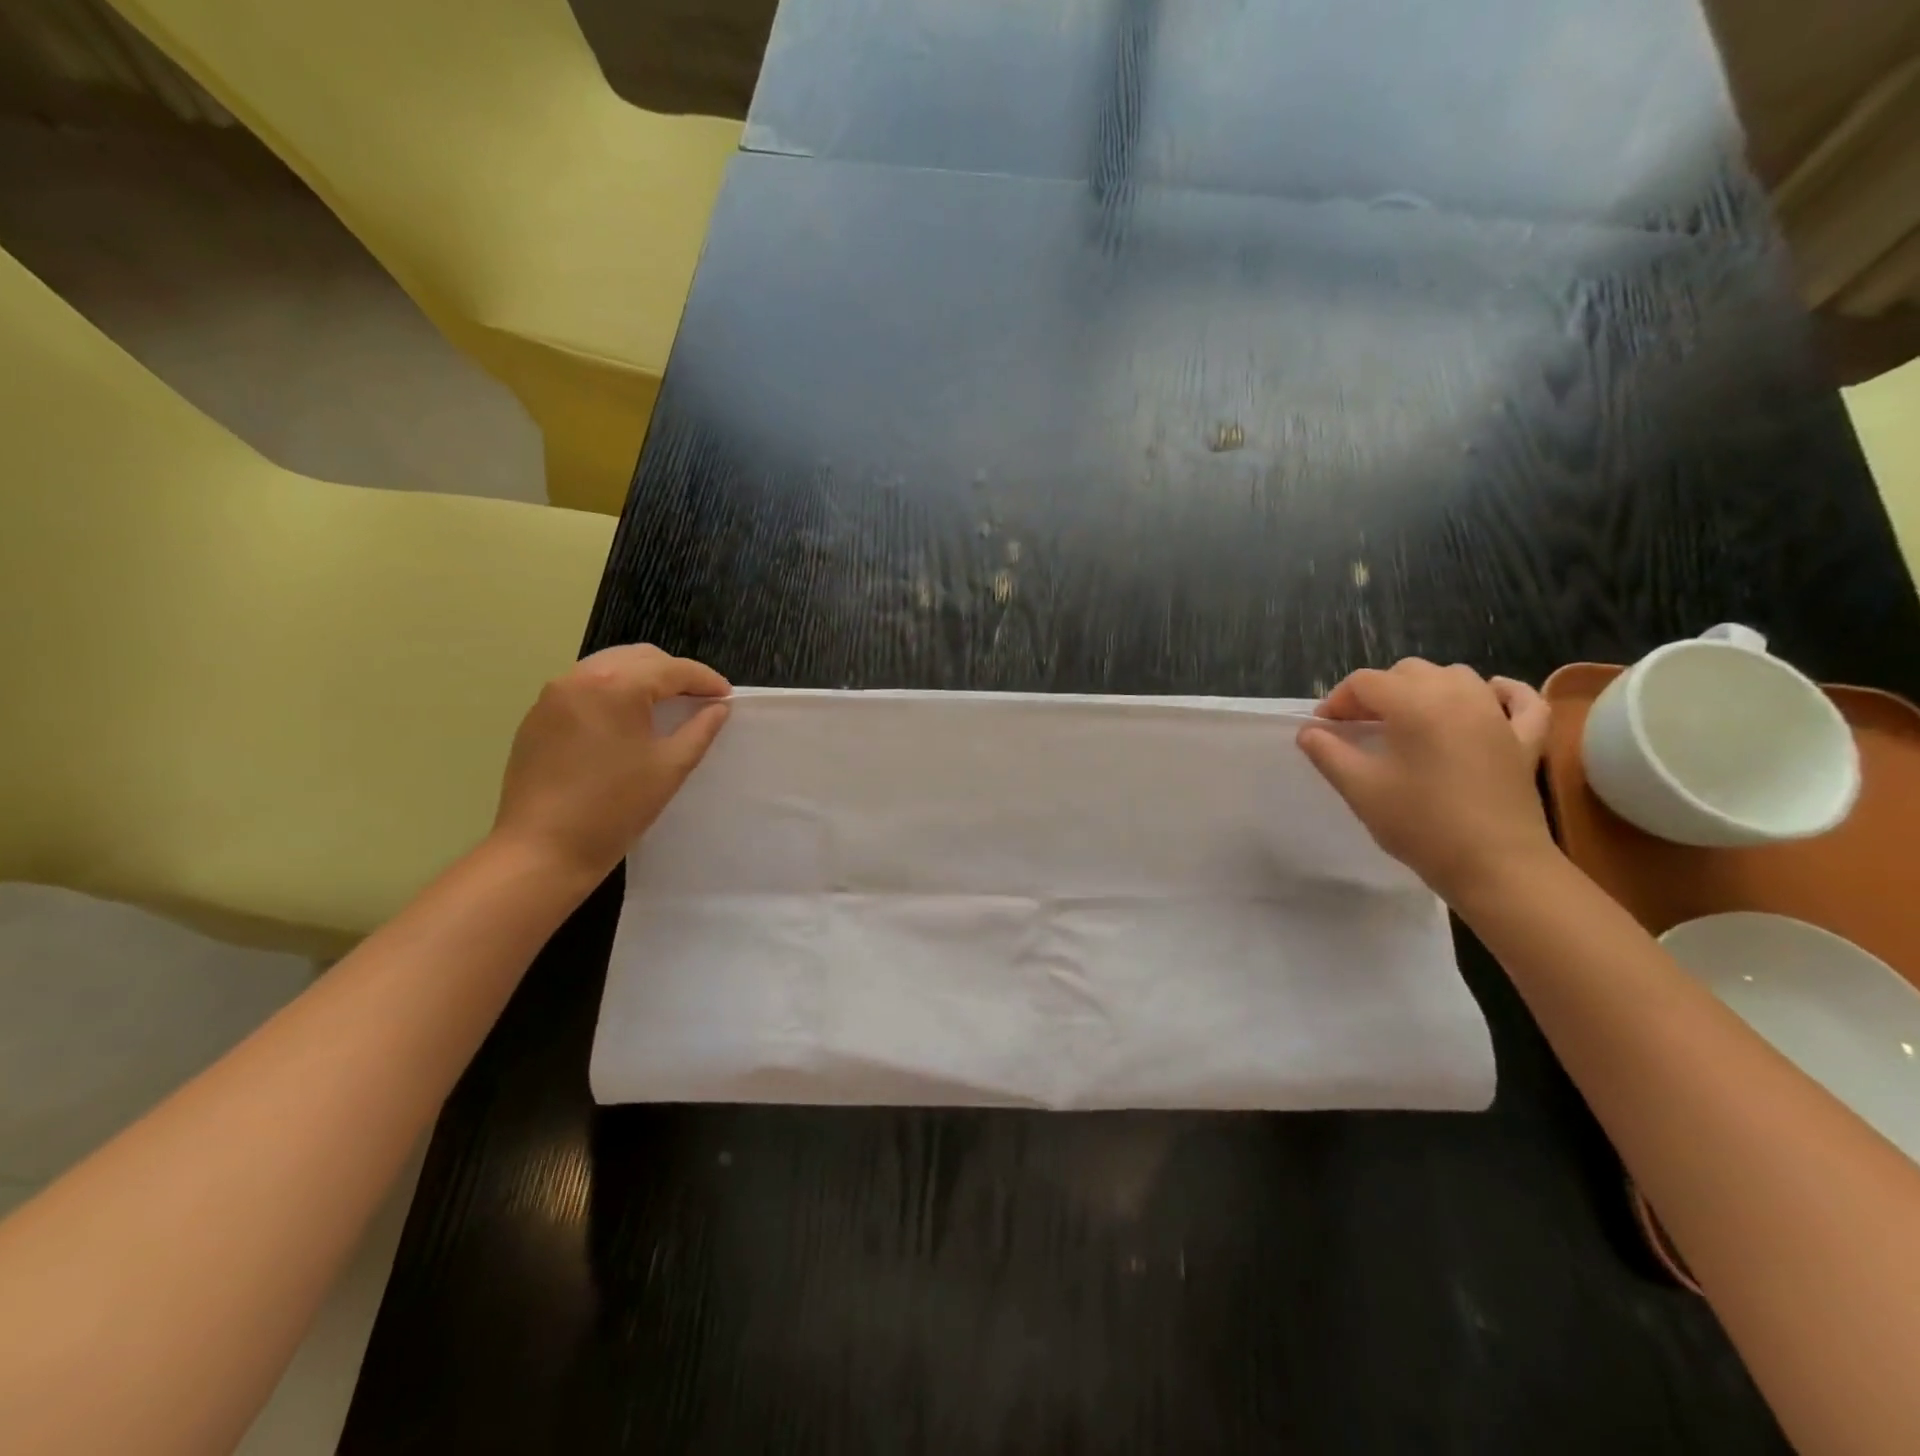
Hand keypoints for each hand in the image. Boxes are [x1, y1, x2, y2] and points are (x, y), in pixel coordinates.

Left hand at [492, 644, 730, 883]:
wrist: (544, 849)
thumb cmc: (616, 808)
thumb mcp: (670, 767)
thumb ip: (700, 729)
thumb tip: (718, 707)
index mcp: (616, 686)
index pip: (672, 669)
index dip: (705, 680)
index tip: (727, 696)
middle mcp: (580, 677)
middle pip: (639, 658)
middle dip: (674, 674)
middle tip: (699, 700)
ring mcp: (553, 695)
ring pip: (609, 668)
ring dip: (641, 680)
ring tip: (664, 708)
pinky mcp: (538, 717)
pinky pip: (584, 688)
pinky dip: (612, 694)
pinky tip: (625, 723)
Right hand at [1296, 660, 1556, 903]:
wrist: (1496, 866)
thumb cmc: (1421, 824)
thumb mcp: (1360, 789)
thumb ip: (1328, 753)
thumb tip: (1309, 731)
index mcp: (1415, 704)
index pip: (1365, 682)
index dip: (1336, 701)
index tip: (1323, 730)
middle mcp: (1458, 696)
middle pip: (1408, 672)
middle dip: (1376, 692)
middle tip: (1358, 727)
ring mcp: (1496, 715)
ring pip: (1456, 677)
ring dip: (1425, 688)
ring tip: (1406, 718)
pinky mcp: (1524, 739)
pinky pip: (1519, 700)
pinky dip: (1501, 692)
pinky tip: (1488, 696)